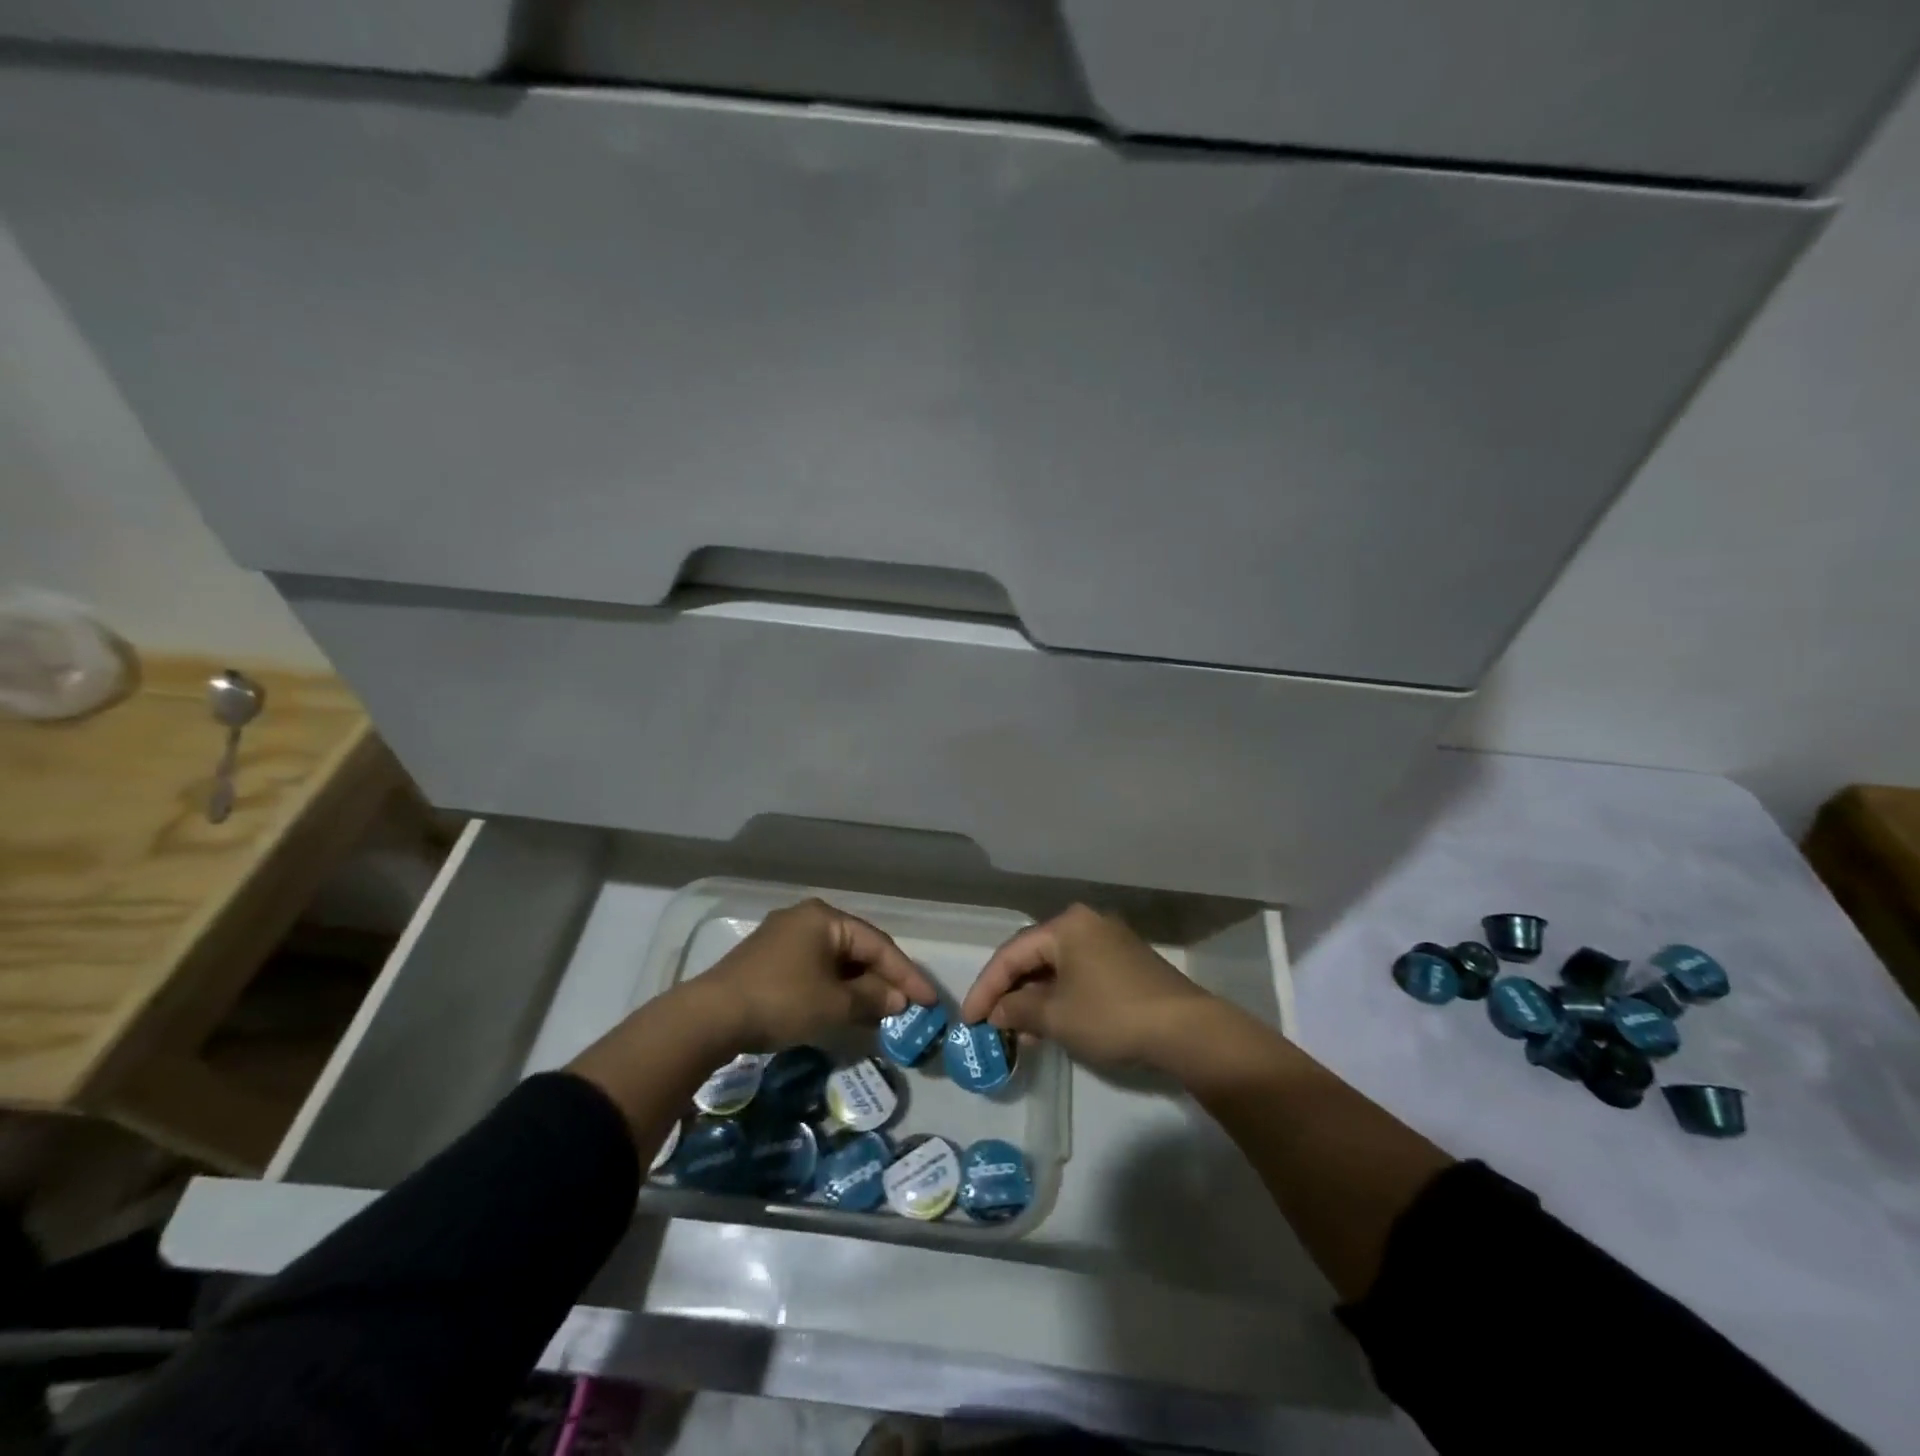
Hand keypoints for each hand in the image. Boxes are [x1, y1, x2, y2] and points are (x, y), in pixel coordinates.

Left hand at [687, 898, 938, 1054]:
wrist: (710, 1017)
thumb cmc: (781, 1000)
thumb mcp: (833, 1004)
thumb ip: (872, 999)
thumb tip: (898, 1000)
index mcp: (825, 918)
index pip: (878, 944)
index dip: (906, 974)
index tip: (930, 1000)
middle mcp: (806, 918)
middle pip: (857, 949)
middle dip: (883, 979)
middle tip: (907, 1006)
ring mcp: (784, 937)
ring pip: (835, 961)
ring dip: (859, 986)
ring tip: (882, 1012)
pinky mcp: (769, 959)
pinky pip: (815, 969)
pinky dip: (835, 988)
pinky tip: (846, 1009)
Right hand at [960, 904, 1213, 1070]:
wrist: (1186, 1030)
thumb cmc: (1112, 1015)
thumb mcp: (1057, 1017)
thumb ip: (1018, 1010)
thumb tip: (996, 1013)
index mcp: (1066, 925)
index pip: (1011, 953)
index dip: (986, 988)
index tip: (969, 1019)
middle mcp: (1085, 923)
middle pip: (1033, 955)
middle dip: (1010, 991)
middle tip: (991, 1023)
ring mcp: (1108, 940)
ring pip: (1056, 967)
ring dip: (1034, 997)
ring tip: (1018, 1031)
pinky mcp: (1124, 961)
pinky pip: (1078, 973)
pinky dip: (1059, 996)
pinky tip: (1050, 1023)